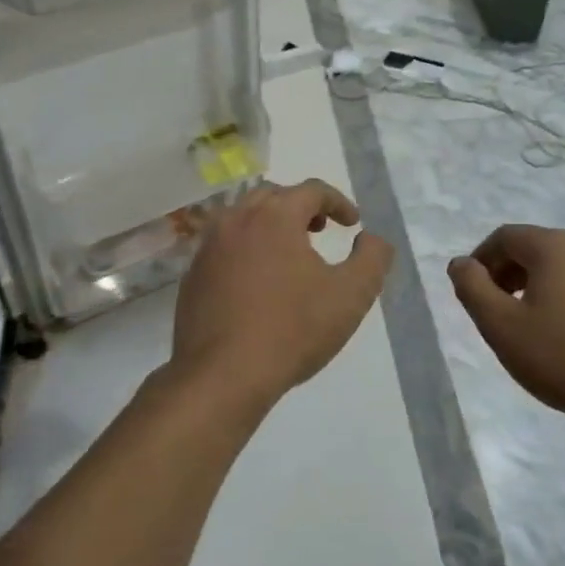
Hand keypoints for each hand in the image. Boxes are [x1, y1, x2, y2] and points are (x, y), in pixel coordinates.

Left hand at [170, 179, 393, 412]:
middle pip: (273, 196)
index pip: (311, 190)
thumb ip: (372, 258)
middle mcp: (236, 220)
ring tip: (290, 254)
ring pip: (243, 218)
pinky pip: (224, 246)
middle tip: (320, 230)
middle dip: (301, 207)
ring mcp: (208, 247)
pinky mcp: (193, 275)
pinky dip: (246, 249)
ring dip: (270, 225)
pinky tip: (257, 282)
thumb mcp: (351, 295)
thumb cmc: (292, 330)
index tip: (353, 223)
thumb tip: (372, 238)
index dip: (338, 201)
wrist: (223, 375)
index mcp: (274, 216)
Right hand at [448, 225, 564, 427]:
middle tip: (492, 309)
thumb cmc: (562, 355)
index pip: (504, 237)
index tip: (470, 292)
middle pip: (533, 249)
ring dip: (533, 287)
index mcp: (553, 246)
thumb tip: (460, 263)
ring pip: (559, 268)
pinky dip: (561, 299)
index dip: (480, 260)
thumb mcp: (500, 325)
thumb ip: (472, 288)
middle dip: (505, 273)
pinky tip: (560, 335)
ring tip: (523, 324)